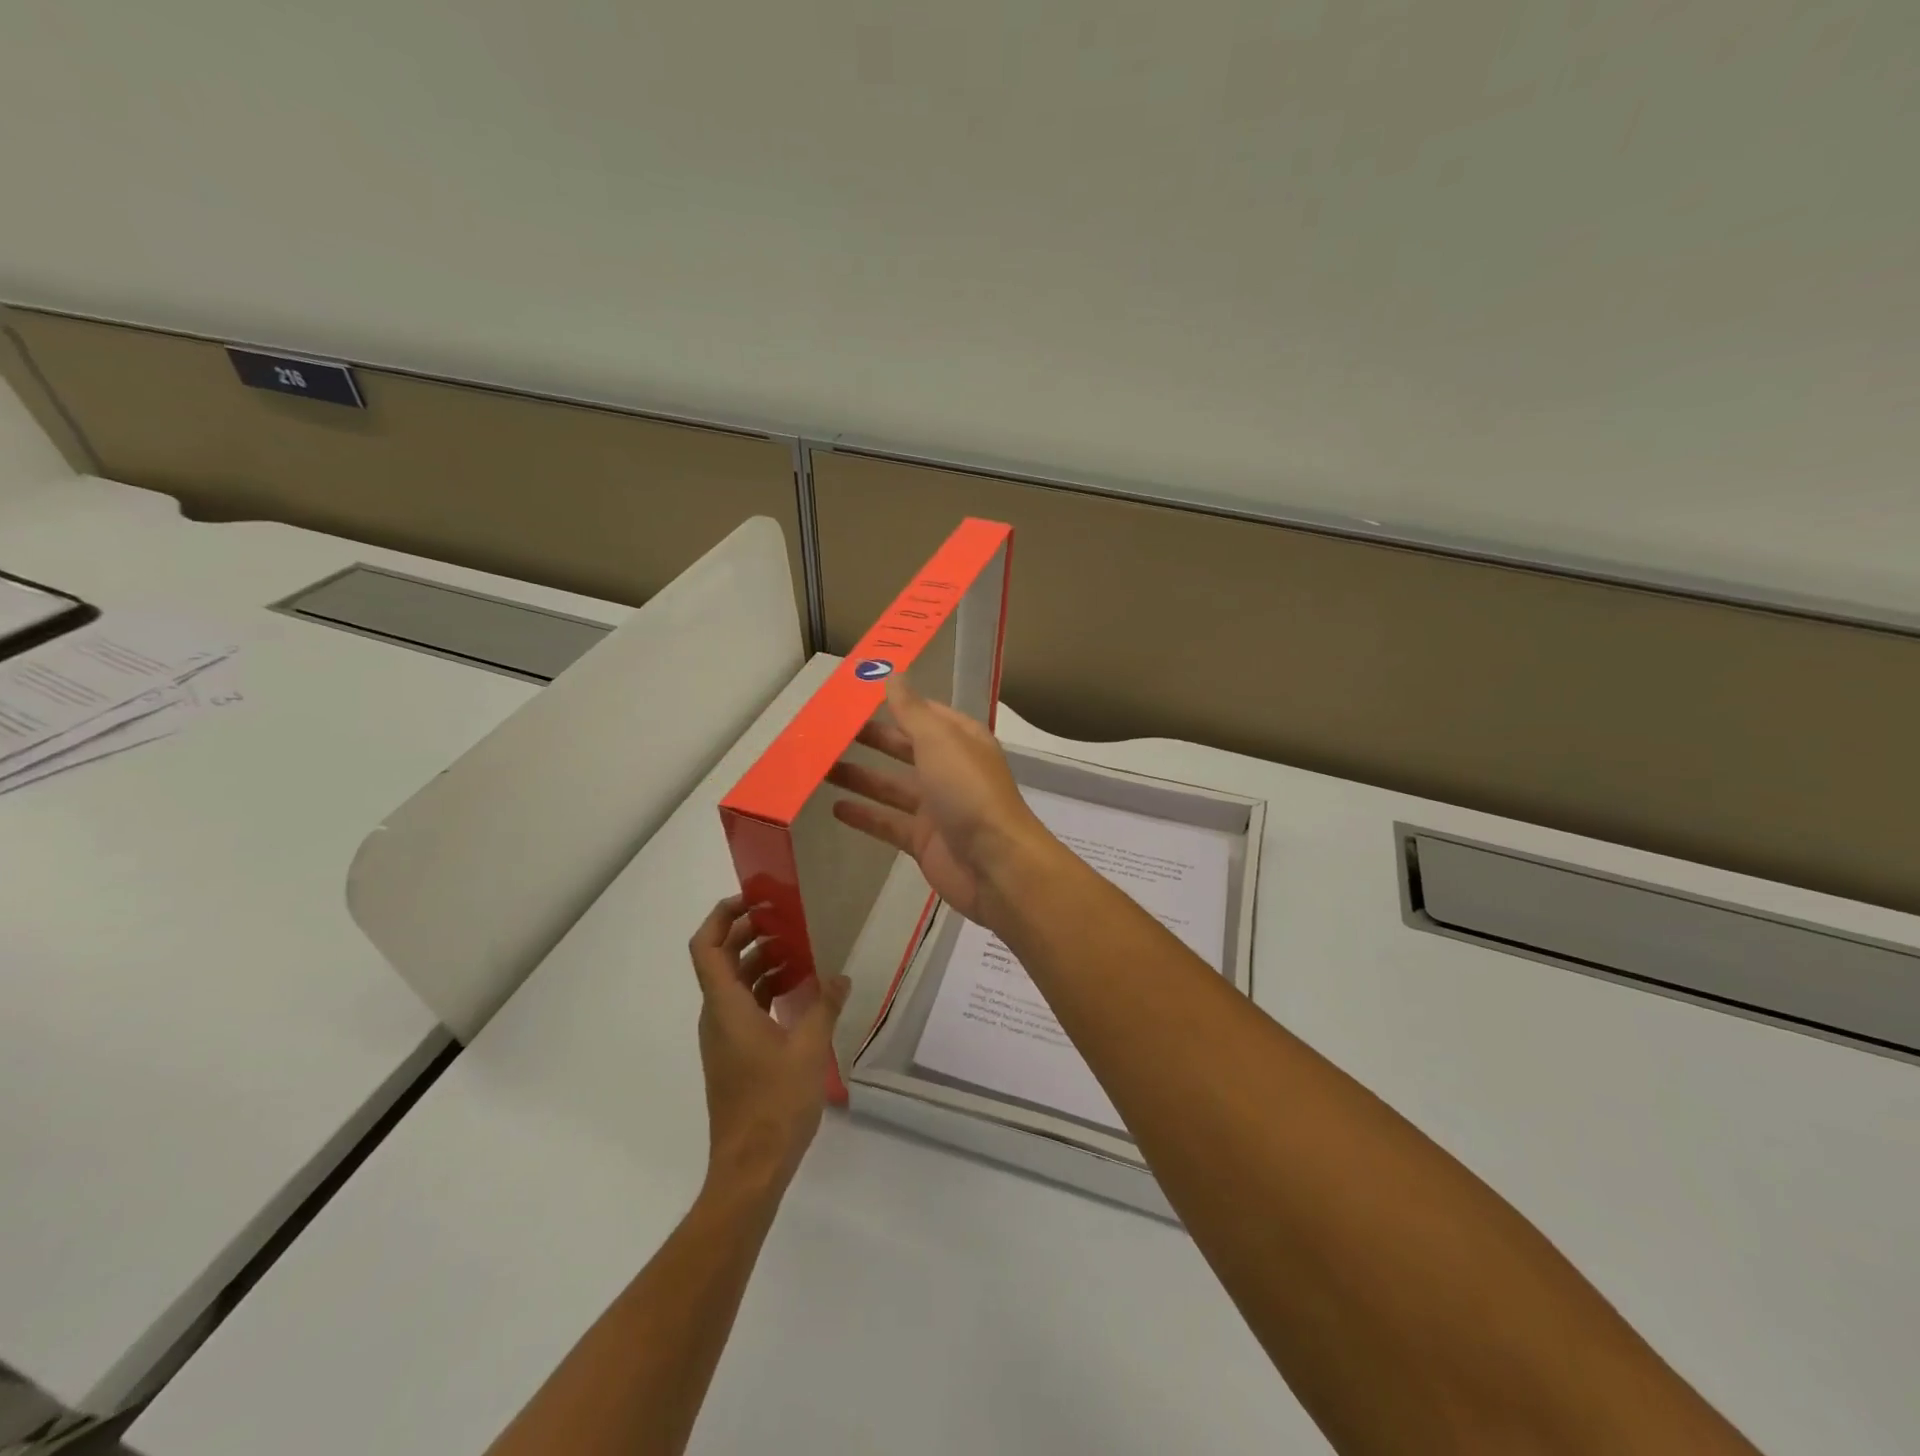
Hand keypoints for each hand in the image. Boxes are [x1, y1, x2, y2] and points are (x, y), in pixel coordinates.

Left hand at [688, 896, 850, 1202]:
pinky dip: (767, 990)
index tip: (752, 900)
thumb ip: (824, 1006)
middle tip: (785, 917)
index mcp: (726, 1007)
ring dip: (762, 962)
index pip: (706, 948)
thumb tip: (839, 976)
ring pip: (735, 984)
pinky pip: (746, 1007)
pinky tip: (801, 992)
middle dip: (748, 934)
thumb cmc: (775, 1103)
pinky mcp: (735, 1055)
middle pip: (722, 961)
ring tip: (802, 950)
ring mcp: (724, 1037)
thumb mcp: (809, 1048)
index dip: (721, 917)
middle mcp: (717, 1016)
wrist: (750, 1168)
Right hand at [826, 677, 1058, 930]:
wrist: (995, 865)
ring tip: (820, 767)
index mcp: (961, 741)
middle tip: (828, 731)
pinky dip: (864, 815)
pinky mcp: (924, 841)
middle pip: (905, 749)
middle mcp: (950, 770)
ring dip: (860, 776)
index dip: (896, 704)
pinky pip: (888, 823)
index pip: (926, 714)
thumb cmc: (969, 792)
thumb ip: (912, 711)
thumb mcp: (939, 741)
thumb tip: (894, 675)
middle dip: (872, 739)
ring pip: (892, 787)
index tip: (858, 696)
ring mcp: (937, 808)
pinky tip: (834, 808)